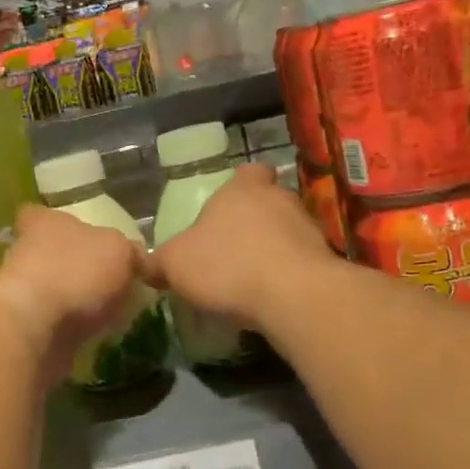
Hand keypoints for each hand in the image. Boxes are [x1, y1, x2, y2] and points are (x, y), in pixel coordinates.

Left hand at [0, 204, 144, 382]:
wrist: (35, 329)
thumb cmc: (76, 272)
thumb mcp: (119, 250)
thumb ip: (129, 251)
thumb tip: (135, 258)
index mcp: (43, 222)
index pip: (40, 214)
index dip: (59, 224)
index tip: (83, 236)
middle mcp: (26, 252)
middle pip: (51, 253)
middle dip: (76, 267)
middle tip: (112, 281)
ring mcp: (22, 292)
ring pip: (53, 289)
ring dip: (76, 300)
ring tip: (114, 312)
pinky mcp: (26, 327)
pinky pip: (55, 322)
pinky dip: (74, 327)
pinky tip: (100, 335)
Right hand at [146, 164, 332, 328]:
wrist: (293, 296)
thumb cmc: (227, 265)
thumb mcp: (175, 264)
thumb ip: (158, 263)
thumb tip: (144, 265)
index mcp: (242, 189)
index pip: (248, 172)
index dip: (241, 184)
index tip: (229, 204)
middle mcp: (279, 199)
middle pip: (269, 200)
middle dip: (255, 220)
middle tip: (234, 246)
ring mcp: (308, 228)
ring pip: (289, 231)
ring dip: (274, 248)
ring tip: (253, 276)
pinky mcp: (325, 260)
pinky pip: (302, 261)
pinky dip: (289, 273)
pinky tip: (272, 296)